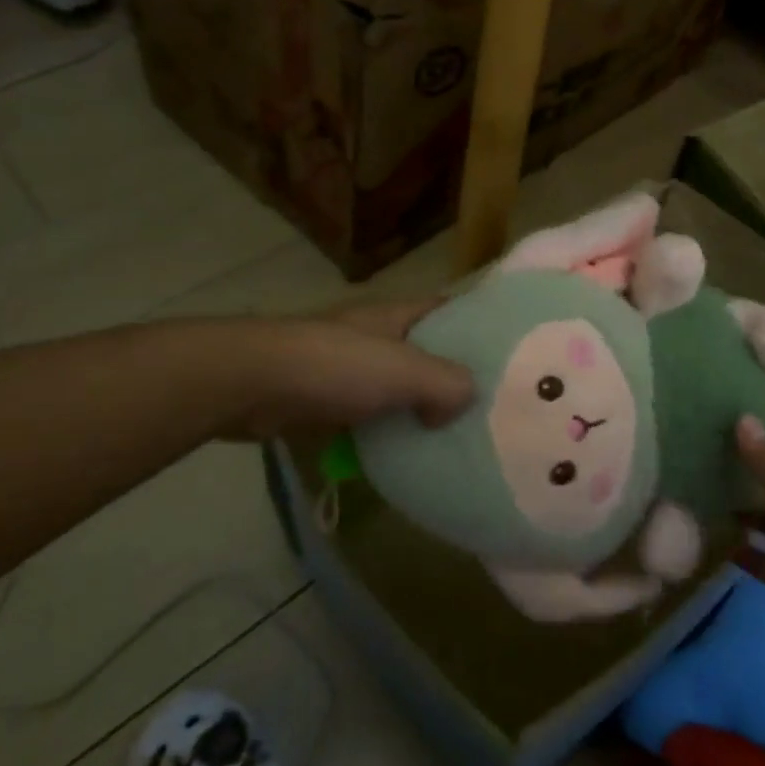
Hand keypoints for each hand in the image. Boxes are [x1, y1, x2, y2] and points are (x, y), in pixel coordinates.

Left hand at [224, 299, 473, 439]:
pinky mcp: (329, 400)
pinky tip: (409, 455)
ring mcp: (351, 368)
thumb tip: (460, 406)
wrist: (253, 384)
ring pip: (401, 389)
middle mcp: (378, 337)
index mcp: (397, 316)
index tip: (511, 353)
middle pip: (428, 353)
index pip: (448, 310)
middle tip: (495, 407)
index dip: (479, 325)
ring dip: (422, 410)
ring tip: (460, 436)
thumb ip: (446, 384)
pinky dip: (389, 432)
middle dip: (456, 376)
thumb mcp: (404, 370)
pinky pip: (372, 416)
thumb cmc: (335, 366)